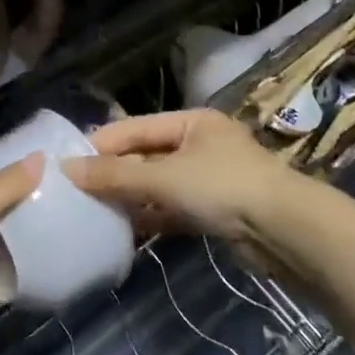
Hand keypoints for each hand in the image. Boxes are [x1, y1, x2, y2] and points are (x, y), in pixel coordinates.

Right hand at [62, 110, 293, 251]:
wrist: (286, 233)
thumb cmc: (224, 187)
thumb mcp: (165, 178)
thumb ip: (117, 176)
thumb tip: (68, 169)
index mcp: (192, 122)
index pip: (137, 127)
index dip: (104, 143)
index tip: (70, 161)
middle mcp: (201, 144)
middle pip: (148, 155)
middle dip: (116, 173)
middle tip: (77, 189)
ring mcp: (210, 179)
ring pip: (160, 184)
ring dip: (132, 197)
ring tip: (94, 210)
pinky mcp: (216, 212)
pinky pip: (174, 209)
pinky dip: (152, 217)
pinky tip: (126, 230)